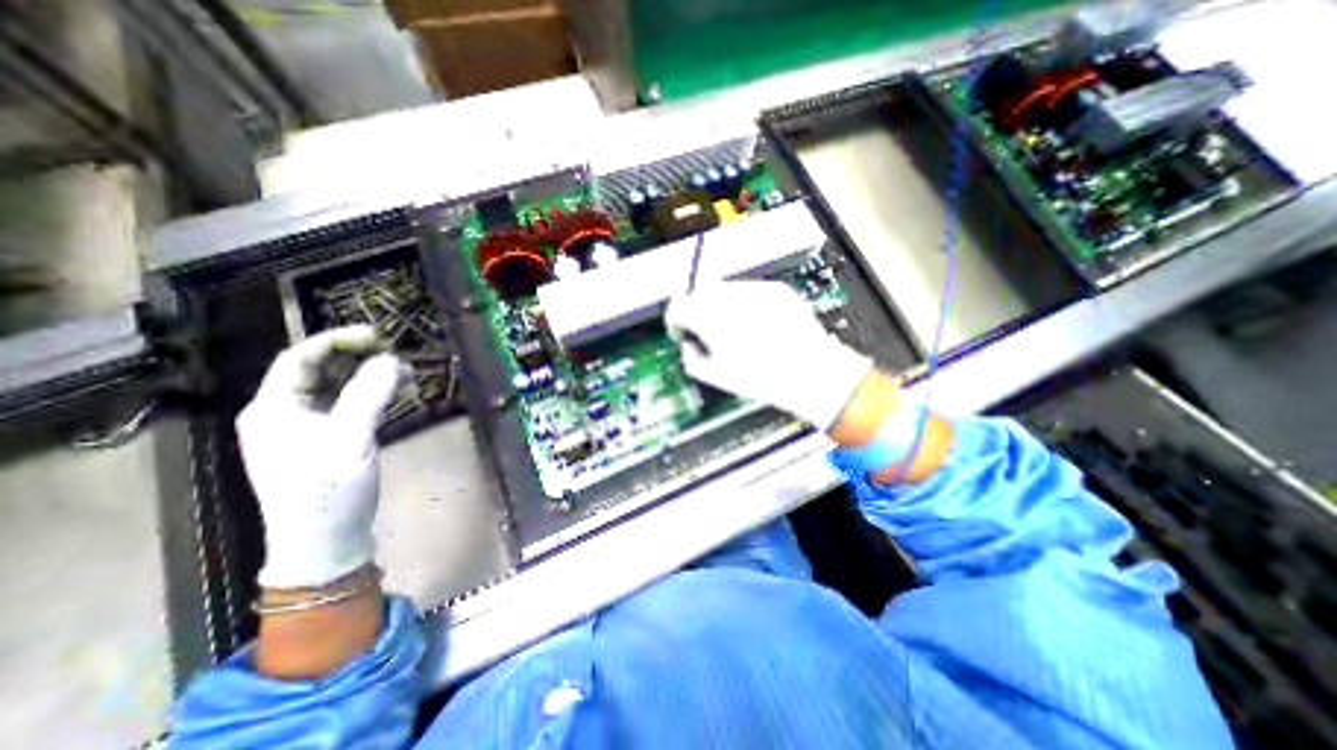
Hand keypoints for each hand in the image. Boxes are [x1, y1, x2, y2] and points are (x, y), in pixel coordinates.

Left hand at [239, 325, 400, 587]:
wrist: (325, 541)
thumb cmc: (328, 491)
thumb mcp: (350, 440)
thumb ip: (369, 395)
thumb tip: (392, 359)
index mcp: (273, 409)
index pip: (300, 358)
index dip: (337, 340)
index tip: (378, 335)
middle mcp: (283, 413)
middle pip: (318, 371)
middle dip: (357, 357)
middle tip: (396, 351)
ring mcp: (305, 429)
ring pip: (336, 388)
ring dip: (368, 375)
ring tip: (404, 371)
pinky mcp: (326, 441)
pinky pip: (347, 406)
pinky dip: (371, 395)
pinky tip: (396, 392)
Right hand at [663, 280, 872, 429]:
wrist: (811, 373)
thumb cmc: (760, 378)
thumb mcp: (714, 375)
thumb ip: (690, 356)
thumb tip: (689, 344)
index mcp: (709, 316)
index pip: (677, 306)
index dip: (675, 321)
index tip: (682, 333)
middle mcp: (730, 296)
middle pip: (699, 292)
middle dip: (697, 311)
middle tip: (708, 332)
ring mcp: (755, 289)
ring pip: (724, 289)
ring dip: (721, 306)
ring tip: (737, 330)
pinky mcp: (776, 290)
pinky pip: (750, 291)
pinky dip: (746, 305)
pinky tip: (758, 326)